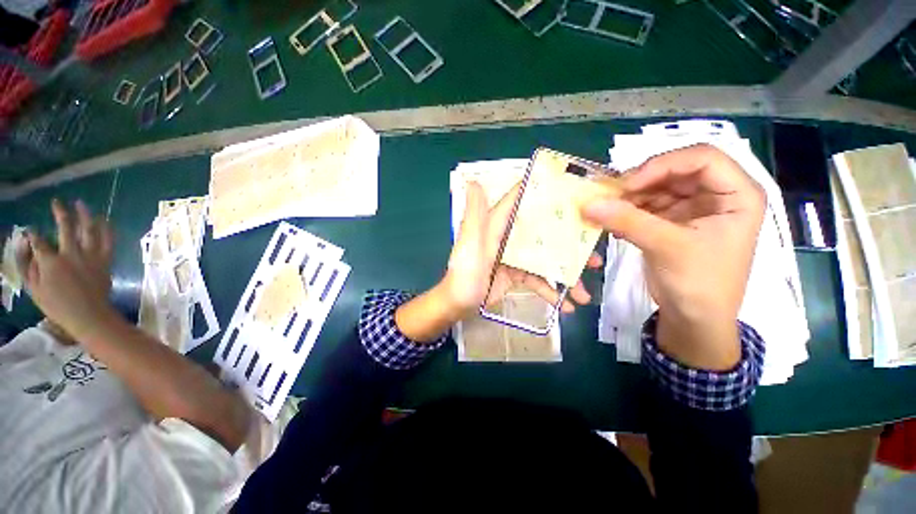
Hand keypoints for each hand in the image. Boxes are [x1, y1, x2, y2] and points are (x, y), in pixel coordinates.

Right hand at [21, 199, 115, 341]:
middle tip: (57, 202)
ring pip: (89, 229)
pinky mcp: (105, 261)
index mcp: (51, 262)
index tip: (30, 231)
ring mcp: (90, 256)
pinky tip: (105, 219)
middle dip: (60, 212)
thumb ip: (26, 267)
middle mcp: (71, 254)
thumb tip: (24, 245)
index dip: (33, 234)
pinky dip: (107, 228)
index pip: (38, 241)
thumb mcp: (34, 289)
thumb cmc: (58, 306)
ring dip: (85, 214)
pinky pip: (108, 241)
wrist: (89, 316)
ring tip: (80, 203)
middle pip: (66, 227)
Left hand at [441, 182, 598, 318]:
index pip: (522, 202)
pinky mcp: (516, 275)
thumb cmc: (463, 272)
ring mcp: (515, 258)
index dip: (545, 194)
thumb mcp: (469, 242)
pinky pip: (538, 281)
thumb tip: (474, 182)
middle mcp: (509, 237)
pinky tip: (566, 305)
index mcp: (498, 224)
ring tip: (585, 293)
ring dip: (566, 275)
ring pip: (546, 260)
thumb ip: (475, 214)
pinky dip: (551, 292)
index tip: (576, 193)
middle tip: (595, 252)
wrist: (458, 304)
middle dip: (569, 242)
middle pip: (543, 232)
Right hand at [582, 144, 764, 369]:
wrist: (694, 318)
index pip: (702, 158)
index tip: (628, 185)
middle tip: (610, 196)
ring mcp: (694, 208)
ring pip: (658, 187)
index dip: (663, 165)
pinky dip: (628, 210)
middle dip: (641, 181)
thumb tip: (588, 204)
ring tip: (607, 210)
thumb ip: (627, 221)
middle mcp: (717, 195)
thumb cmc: (698, 283)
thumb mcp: (666, 248)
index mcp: (737, 195)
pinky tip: (614, 221)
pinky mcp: (673, 221)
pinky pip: (647, 205)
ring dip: (630, 197)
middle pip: (676, 171)